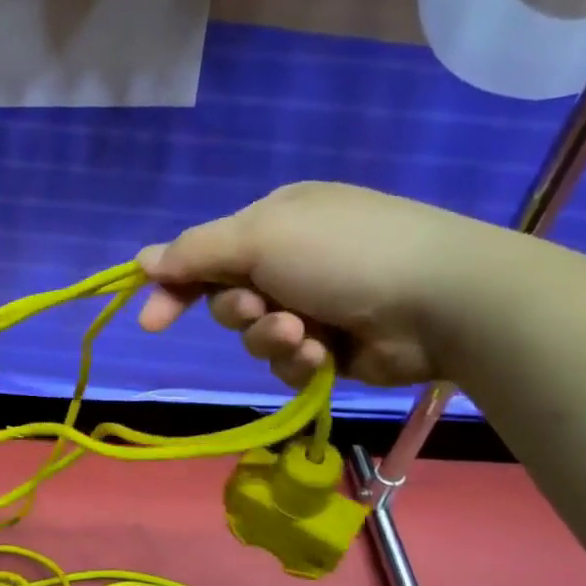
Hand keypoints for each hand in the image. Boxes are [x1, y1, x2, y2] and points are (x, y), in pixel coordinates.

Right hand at [136, 182, 509, 388]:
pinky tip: (325, 355)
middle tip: (262, 310)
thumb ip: (195, 252)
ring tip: (305, 335)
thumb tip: (143, 260)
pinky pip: (289, 362)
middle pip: (228, 300)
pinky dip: (300, 361)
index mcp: (275, 222)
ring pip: (256, 337)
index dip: (174, 286)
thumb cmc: (342, 254)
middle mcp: (292, 261)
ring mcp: (316, 305)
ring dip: (271, 339)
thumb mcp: (258, 237)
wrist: (442, 301)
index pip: (205, 254)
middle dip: (239, 313)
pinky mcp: (335, 348)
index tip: (151, 322)